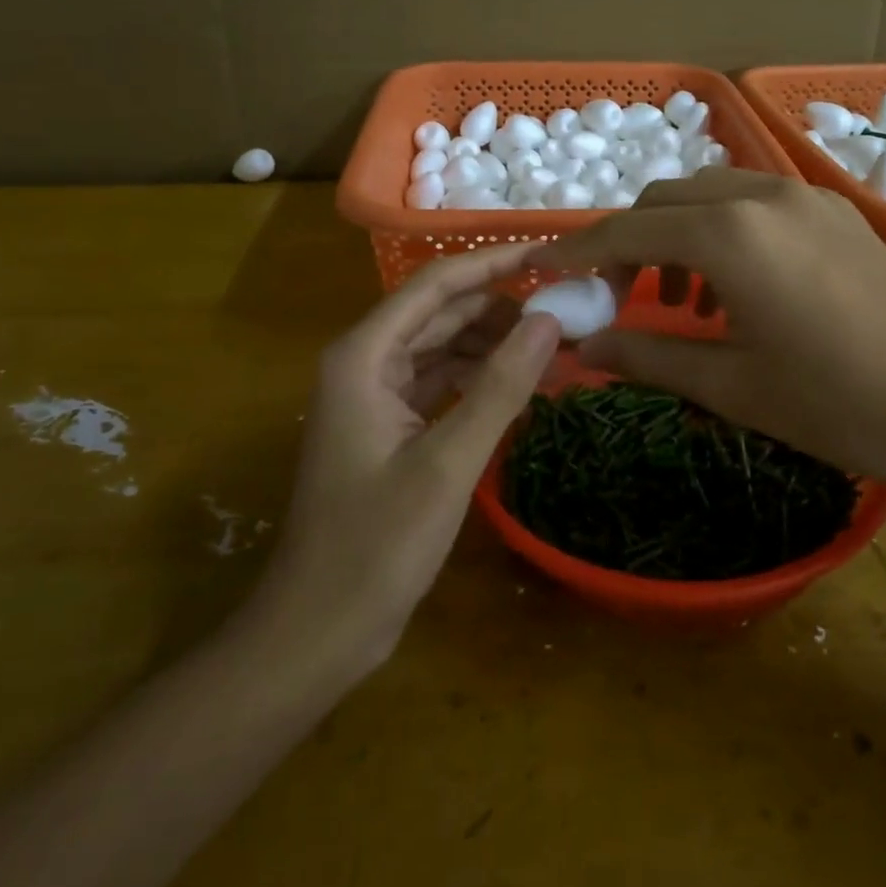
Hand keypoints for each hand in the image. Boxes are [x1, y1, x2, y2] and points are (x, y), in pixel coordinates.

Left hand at [243, 244, 560, 677]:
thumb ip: (500, 386)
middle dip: (503, 306)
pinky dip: (480, 377)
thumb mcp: (447, 463)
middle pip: (442, 311)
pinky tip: (523, 382)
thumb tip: (550, 319)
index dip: (495, 264)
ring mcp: (376, 393)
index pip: (437, 284)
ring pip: (444, 345)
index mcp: (365, 355)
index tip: (551, 255)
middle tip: (568, 308)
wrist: (317, 631)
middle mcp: (366, 361)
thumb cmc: (374, 547)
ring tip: (556, 345)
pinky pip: (441, 380)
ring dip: (495, 342)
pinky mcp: (390, 424)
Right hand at [530, 170, 885, 504]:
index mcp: (728, 233)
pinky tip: (738, 288)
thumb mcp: (728, 385)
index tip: (549, 270)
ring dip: (678, 234)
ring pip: (711, 194)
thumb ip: (645, 355)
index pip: (627, 230)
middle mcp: (762, 195)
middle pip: (665, 200)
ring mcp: (806, 197)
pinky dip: (723, 231)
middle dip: (630, 240)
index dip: (581, 251)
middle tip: (622, 298)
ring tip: (683, 300)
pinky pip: (756, 203)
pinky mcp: (837, 212)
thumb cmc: (834, 404)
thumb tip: (581, 349)